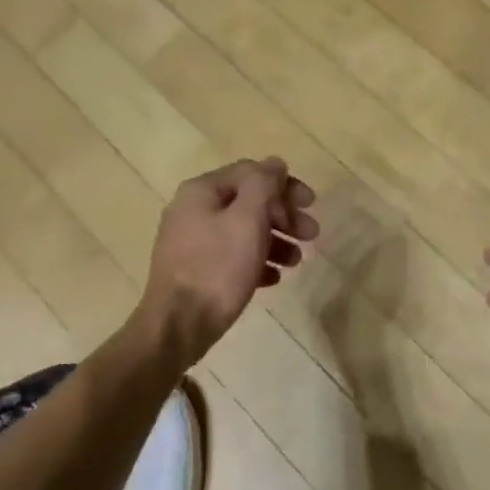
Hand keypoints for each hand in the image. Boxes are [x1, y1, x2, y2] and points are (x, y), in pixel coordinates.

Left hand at [138, 158, 318, 366]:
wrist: (178, 326)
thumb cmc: (217, 268)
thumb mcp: (247, 219)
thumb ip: (263, 185)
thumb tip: (275, 163)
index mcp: (202, 191)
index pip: (251, 173)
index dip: (285, 185)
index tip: (311, 204)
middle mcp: (192, 210)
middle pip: (247, 202)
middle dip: (283, 216)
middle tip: (311, 235)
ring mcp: (191, 242)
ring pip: (242, 231)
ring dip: (275, 240)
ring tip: (296, 262)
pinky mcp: (194, 271)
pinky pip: (231, 257)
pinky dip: (256, 261)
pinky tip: (273, 278)